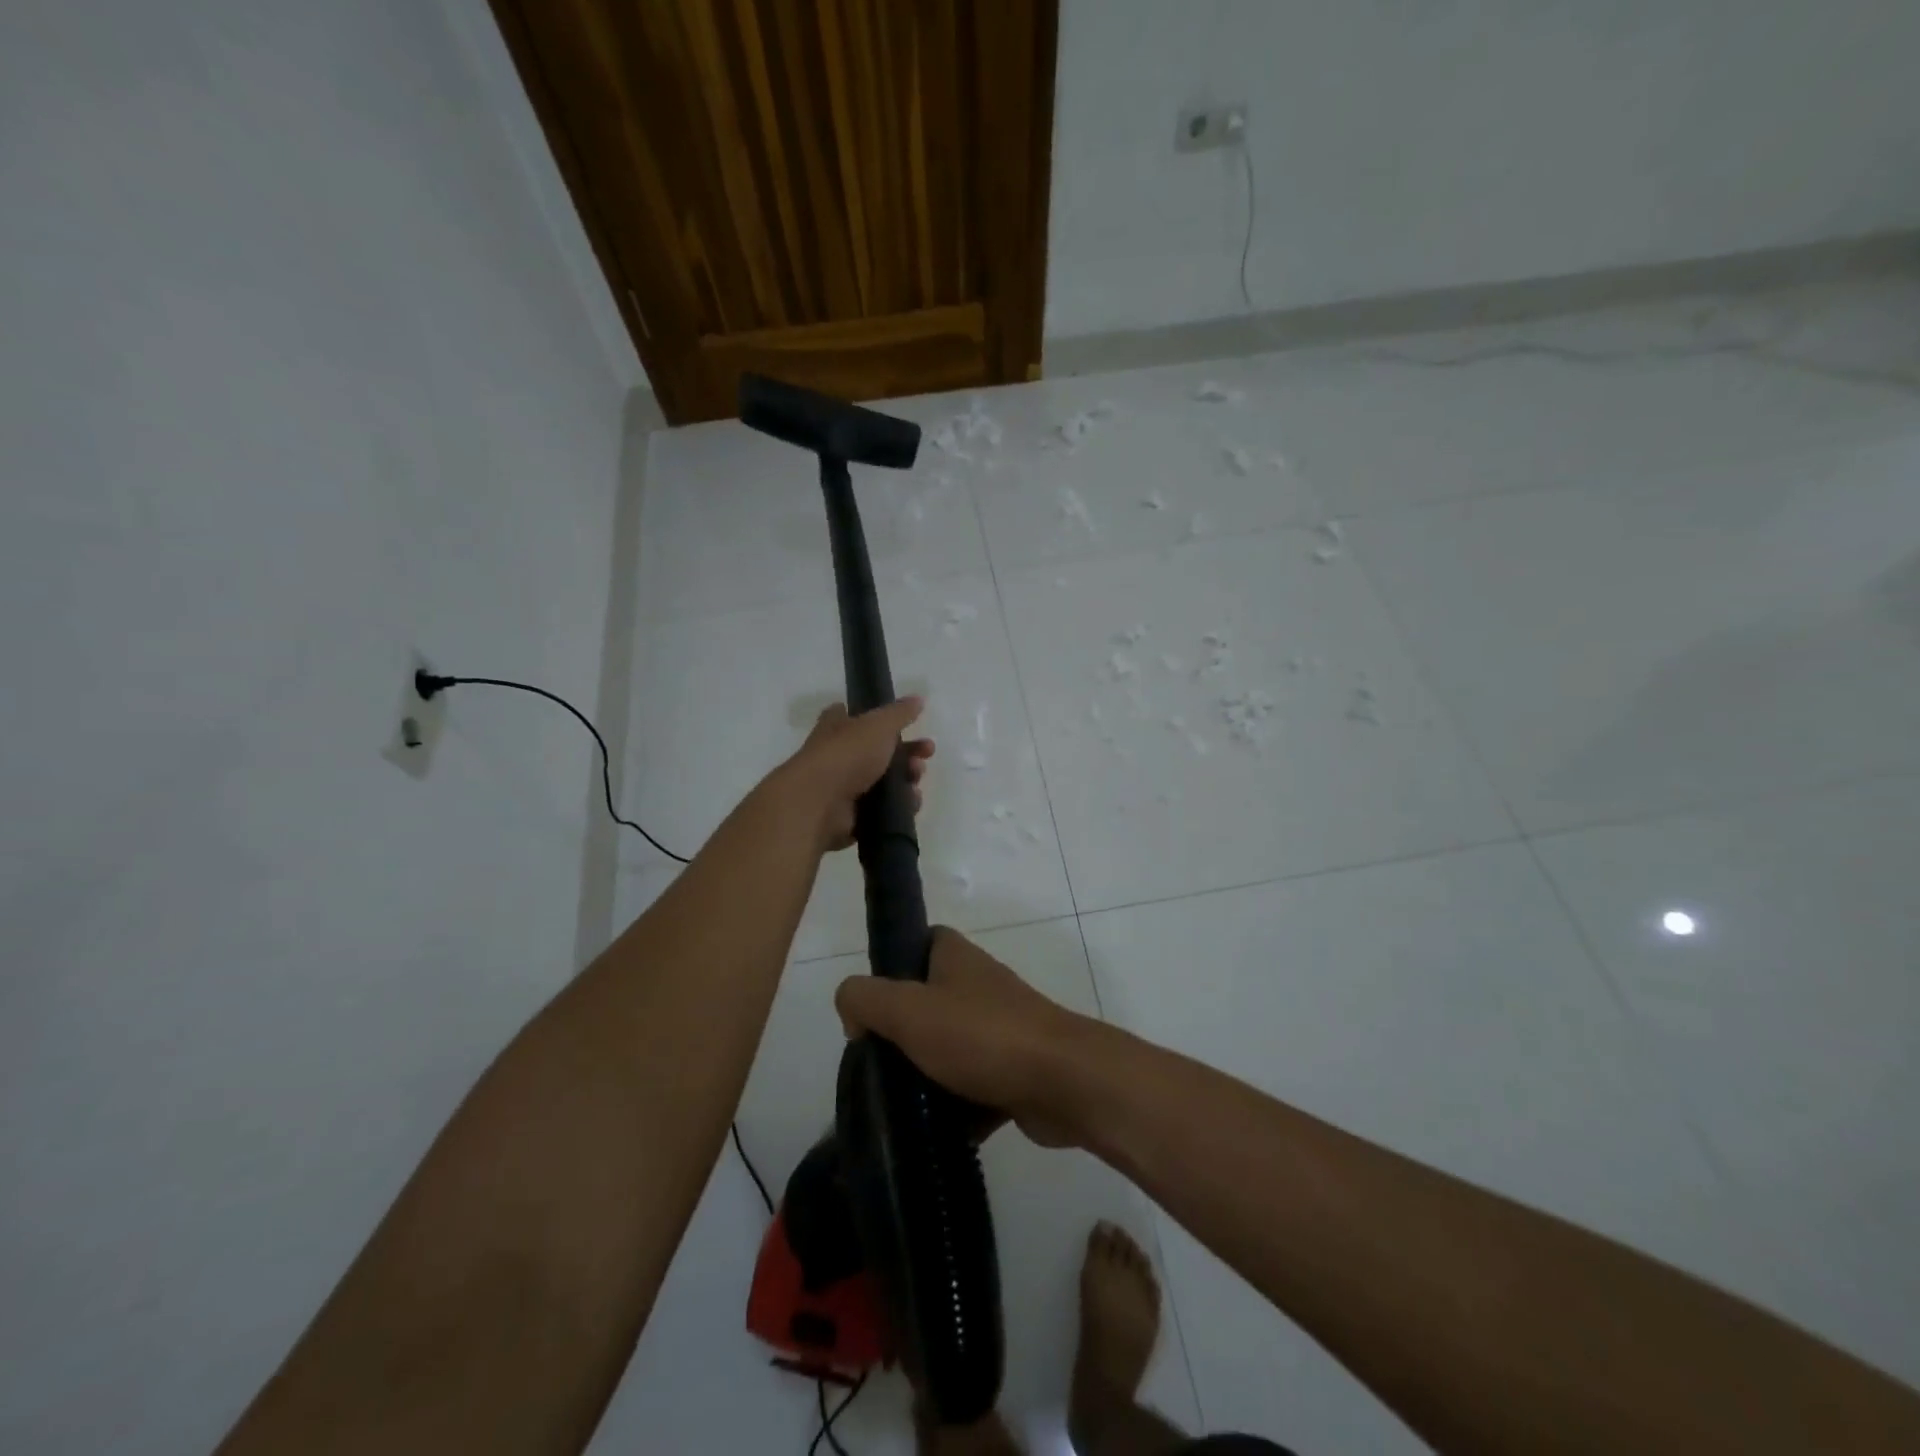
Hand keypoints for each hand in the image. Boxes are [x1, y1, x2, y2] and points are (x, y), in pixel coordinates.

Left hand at [782, 698, 932, 852]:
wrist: (819, 804)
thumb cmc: (846, 755)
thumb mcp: (878, 725)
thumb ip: (900, 713)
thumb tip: (918, 698)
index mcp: (837, 728)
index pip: (854, 716)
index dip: (878, 718)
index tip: (903, 723)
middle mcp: (838, 756)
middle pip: (879, 752)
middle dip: (907, 752)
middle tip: (926, 754)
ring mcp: (843, 789)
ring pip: (884, 783)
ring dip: (906, 780)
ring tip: (916, 782)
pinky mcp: (850, 818)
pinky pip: (881, 811)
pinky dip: (898, 808)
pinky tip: (910, 804)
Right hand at [835, 927, 1084, 1146]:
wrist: (1063, 1082)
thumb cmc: (982, 1036)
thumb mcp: (908, 1010)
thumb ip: (865, 999)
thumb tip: (852, 1010)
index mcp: (956, 957)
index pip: (918, 944)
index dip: (891, 967)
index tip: (869, 1007)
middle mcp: (979, 985)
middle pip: (927, 1002)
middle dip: (901, 1034)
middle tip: (875, 1066)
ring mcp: (1000, 1028)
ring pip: (949, 1048)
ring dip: (926, 1077)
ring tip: (895, 1107)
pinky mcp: (1014, 1071)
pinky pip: (974, 1087)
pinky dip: (957, 1110)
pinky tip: (933, 1135)